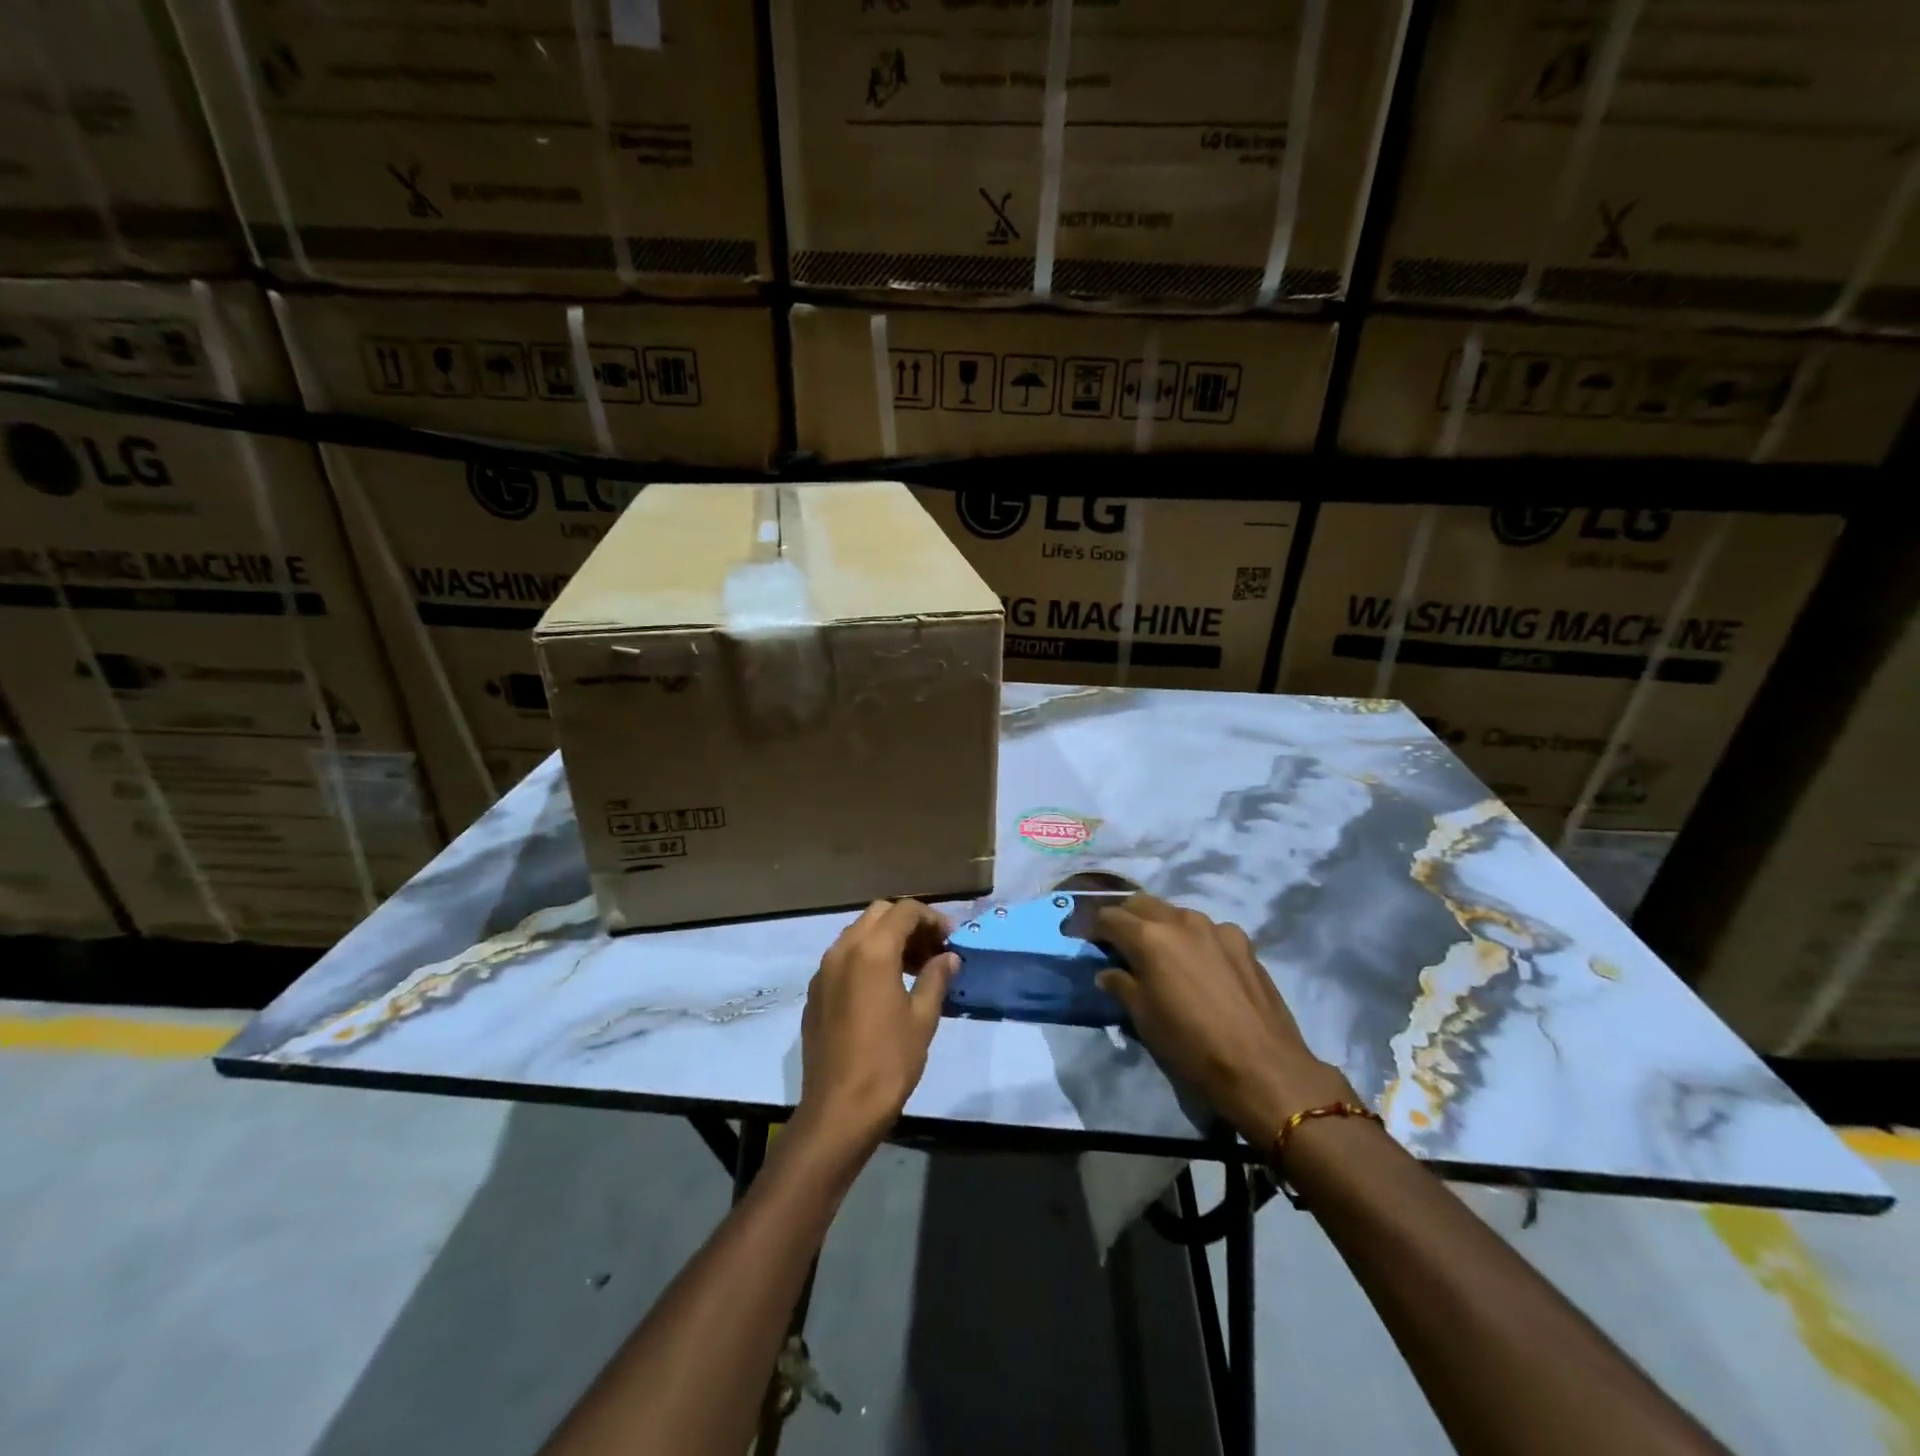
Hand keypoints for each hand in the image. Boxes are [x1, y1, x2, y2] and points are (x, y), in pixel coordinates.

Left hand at [796, 899, 957, 1151]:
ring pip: (858, 933)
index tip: (950, 939)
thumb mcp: (923, 1018)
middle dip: (908, 923)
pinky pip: (843, 957)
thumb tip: (949, 957)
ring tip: (913, 969)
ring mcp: (824, 970)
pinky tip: (884, 988)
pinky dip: (866, 957)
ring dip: (887, 939)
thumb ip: (936, 978)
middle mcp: (843, 950)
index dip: (932, 918)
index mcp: (872, 951)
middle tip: (932, 950)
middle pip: (879, 914)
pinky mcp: (815, 992)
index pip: (905, 911)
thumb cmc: (889, 1061)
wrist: (839, 1108)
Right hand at [1094, 894, 1356, 1142]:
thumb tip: (1108, 972)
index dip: (1093, 928)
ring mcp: (1216, 928)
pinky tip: (1199, 966)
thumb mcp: (1144, 1020)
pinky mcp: (1243, 942)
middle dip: (1126, 918)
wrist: (1263, 1067)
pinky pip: (1208, 931)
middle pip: (1142, 904)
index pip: (1109, 917)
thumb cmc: (1191, 1046)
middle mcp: (1181, 920)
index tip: (1087, 941)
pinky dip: (1194, 940)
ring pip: (1176, 914)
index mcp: (1149, 937)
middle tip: (1118, 943)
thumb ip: (1122, 986)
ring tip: (1160, 955)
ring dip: (1161, 926)